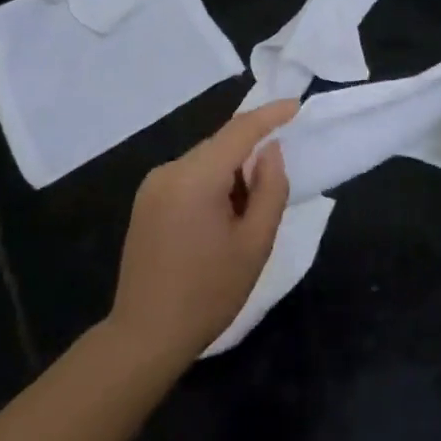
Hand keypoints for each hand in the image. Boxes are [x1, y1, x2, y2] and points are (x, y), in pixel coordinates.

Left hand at [108, 99, 296, 368]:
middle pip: (220, 145)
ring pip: (204, 161)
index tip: (295, 105)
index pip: (239, 131)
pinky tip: (219, 221)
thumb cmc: (209, 293)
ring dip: (231, 173)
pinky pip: (188, 177)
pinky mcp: (145, 201)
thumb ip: (270, 188)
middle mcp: (169, 171)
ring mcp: (152, 185)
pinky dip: (211, 184)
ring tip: (244, 216)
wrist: (146, 335)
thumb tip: (270, 151)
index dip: (270, 115)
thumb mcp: (255, 243)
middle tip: (273, 188)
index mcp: (195, 178)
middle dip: (250, 155)